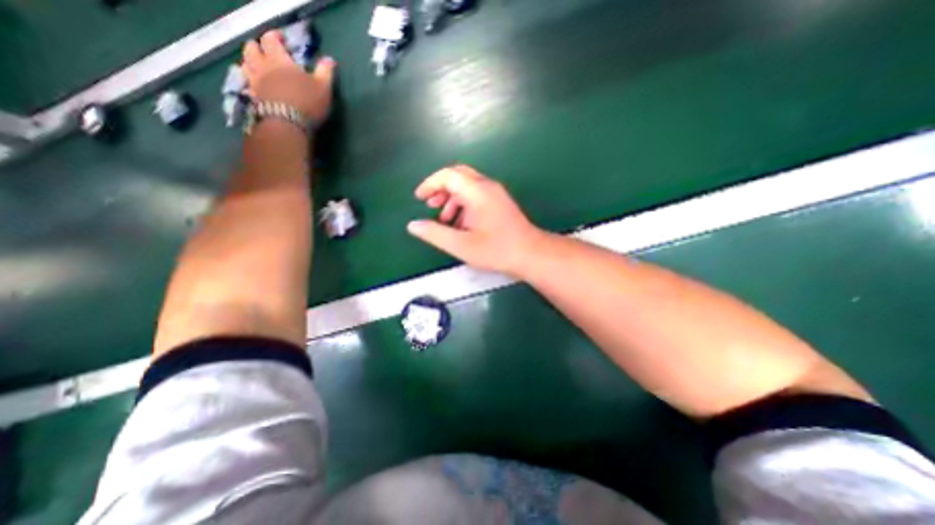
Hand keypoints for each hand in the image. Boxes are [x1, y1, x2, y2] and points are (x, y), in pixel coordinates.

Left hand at [242, 30, 337, 124]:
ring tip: (261, 67)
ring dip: (251, 62)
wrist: (287, 124)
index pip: (270, 38)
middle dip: (259, 47)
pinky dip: (249, 80)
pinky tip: (257, 85)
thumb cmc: (307, 102)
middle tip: (269, 53)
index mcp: (278, 59)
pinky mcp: (252, 96)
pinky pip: (246, 82)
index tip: (283, 40)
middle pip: (251, 47)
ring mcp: (254, 81)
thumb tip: (330, 60)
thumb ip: (325, 72)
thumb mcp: (323, 87)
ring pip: (245, 63)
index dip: (276, 36)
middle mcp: (261, 65)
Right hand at [405, 166, 543, 276]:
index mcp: (477, 192)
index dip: (430, 184)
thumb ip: (435, 233)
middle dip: (441, 189)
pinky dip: (464, 205)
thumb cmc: (496, 250)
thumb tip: (413, 225)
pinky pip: (477, 196)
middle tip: (430, 205)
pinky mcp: (500, 203)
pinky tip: (461, 224)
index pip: (448, 175)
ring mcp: (496, 194)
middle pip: (458, 176)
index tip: (420, 198)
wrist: (530, 254)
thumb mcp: (461, 245)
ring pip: (468, 187)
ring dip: (452, 199)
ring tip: (445, 220)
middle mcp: (487, 187)